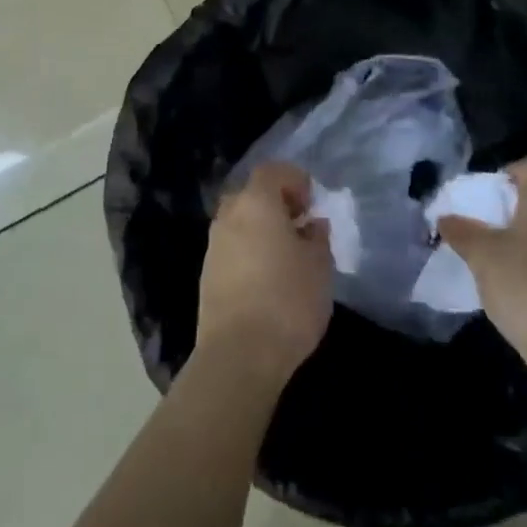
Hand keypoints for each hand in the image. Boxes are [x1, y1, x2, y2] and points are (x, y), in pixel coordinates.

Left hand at [196, 161, 333, 389]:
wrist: (238, 355)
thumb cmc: (287, 300)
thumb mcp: (320, 266)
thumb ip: (317, 238)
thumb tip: (311, 225)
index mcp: (256, 202)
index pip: (273, 171)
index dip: (295, 180)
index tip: (312, 204)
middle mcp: (229, 215)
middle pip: (252, 194)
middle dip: (276, 204)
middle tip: (300, 228)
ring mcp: (214, 245)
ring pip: (240, 223)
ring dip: (262, 230)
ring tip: (287, 258)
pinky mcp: (207, 274)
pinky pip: (232, 248)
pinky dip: (250, 252)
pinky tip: (268, 280)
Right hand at [437, 158, 526, 385]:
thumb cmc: (524, 284)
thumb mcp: (481, 255)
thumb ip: (461, 231)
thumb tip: (444, 218)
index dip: (503, 173)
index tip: (480, 195)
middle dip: (507, 208)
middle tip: (478, 224)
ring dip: (520, 238)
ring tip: (490, 255)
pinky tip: (513, 284)